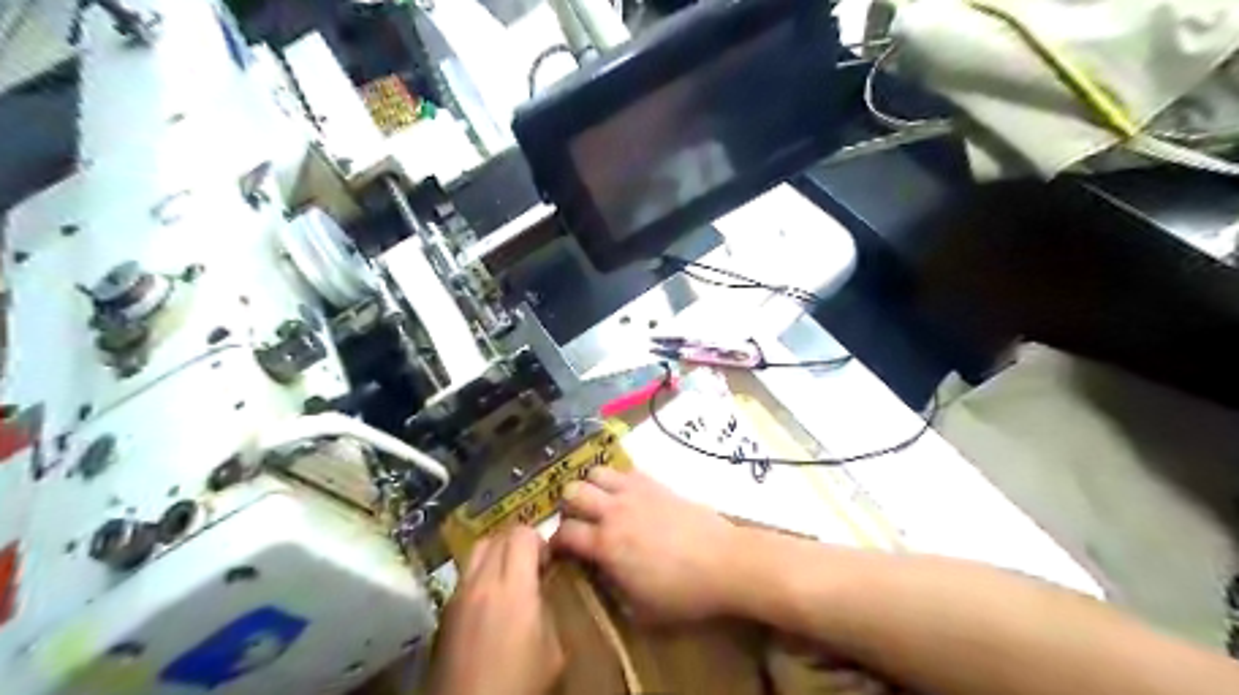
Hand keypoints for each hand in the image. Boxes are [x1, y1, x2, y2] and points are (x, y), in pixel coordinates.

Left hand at [425, 528, 561, 694]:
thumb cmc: (519, 686)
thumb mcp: (552, 651)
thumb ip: (548, 609)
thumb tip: (543, 590)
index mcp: (513, 589)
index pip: (522, 534)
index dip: (539, 540)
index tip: (550, 561)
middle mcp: (481, 583)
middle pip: (498, 536)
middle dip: (519, 543)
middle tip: (533, 566)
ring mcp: (457, 596)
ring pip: (477, 551)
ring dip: (497, 554)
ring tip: (511, 579)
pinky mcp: (443, 612)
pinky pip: (465, 576)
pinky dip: (481, 575)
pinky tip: (491, 603)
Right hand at [548, 466, 733, 622]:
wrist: (724, 561)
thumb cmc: (683, 593)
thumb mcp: (641, 610)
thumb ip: (612, 592)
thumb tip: (600, 577)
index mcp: (607, 545)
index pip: (564, 532)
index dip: (556, 542)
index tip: (560, 551)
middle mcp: (614, 512)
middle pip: (572, 491)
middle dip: (568, 506)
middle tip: (580, 522)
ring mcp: (635, 493)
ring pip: (596, 472)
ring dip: (592, 486)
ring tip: (601, 503)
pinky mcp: (655, 483)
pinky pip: (626, 471)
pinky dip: (618, 480)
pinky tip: (627, 496)